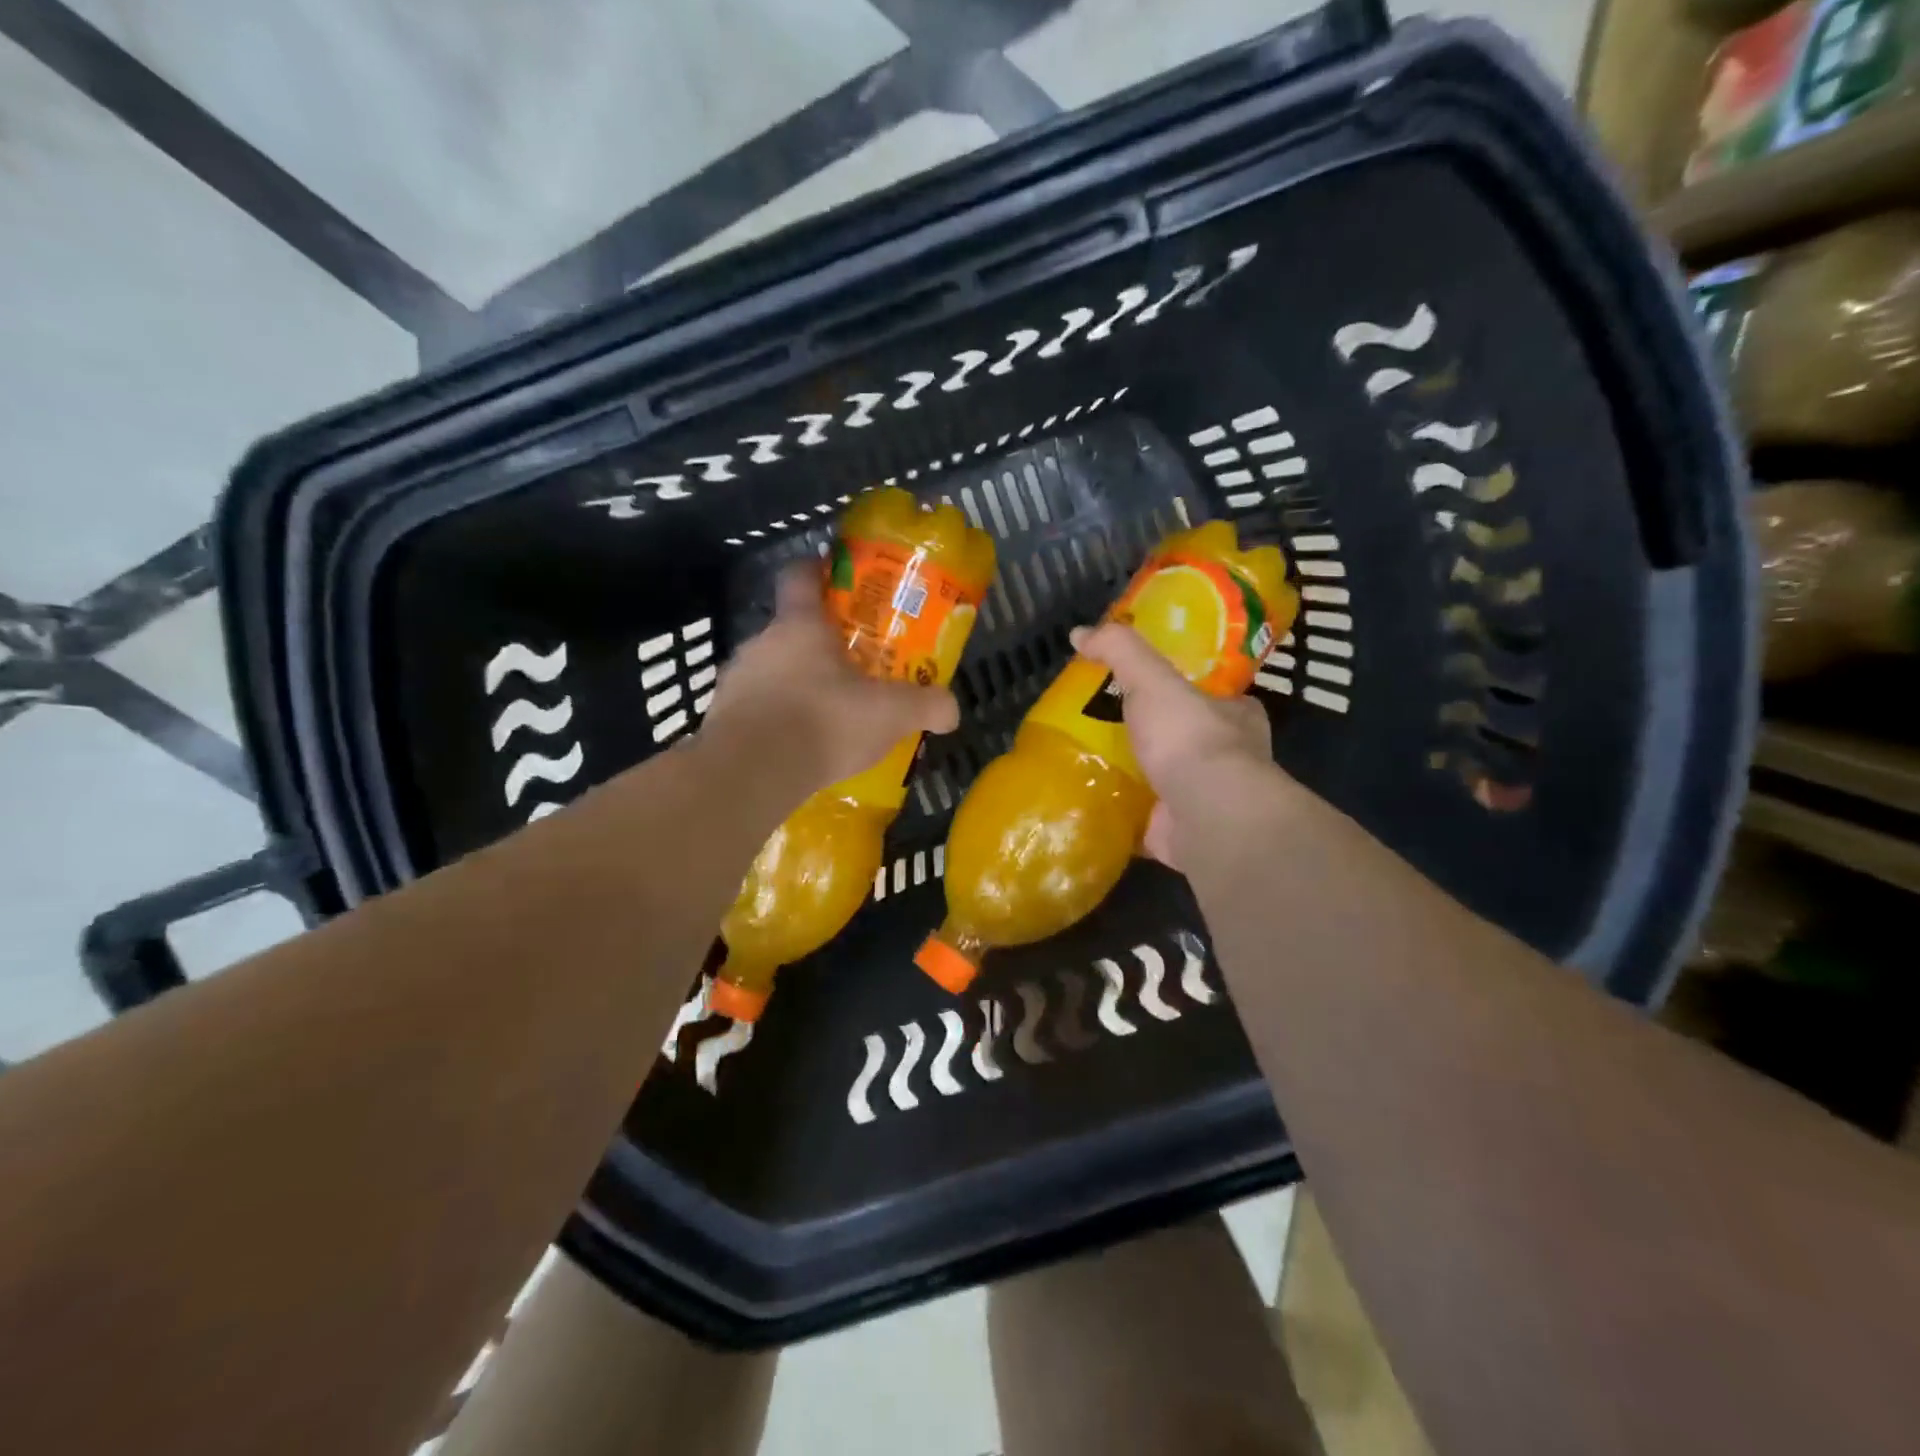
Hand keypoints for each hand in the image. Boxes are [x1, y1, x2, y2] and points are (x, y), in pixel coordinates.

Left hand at [701, 563, 961, 787]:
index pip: (799, 576)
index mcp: (800, 626)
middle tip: (851, 666)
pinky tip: (798, 744)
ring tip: (826, 713)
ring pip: (772, 670)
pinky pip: (756, 708)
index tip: (836, 578)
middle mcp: (761, 643)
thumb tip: (952, 710)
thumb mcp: (891, 714)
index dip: (817, 570)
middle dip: (819, 645)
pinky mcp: (721, 717)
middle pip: (790, 630)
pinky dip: (776, 718)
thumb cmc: (824, 722)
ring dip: (796, 684)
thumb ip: (926, 706)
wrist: (752, 773)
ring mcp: (736, 680)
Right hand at [1071, 623, 1277, 867]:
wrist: (1206, 815)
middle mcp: (1229, 759)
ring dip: (1138, 778)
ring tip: (1089, 766)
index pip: (1212, 696)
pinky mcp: (1182, 833)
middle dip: (1155, 737)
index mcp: (1236, 716)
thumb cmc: (1191, 738)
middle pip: (1187, 740)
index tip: (1147, 691)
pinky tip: (1094, 807)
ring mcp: (1206, 800)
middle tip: (1108, 729)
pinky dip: (1124, 816)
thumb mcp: (1153, 678)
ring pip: (1167, 782)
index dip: (1183, 691)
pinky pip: (1147, 821)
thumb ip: (1121, 651)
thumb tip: (1079, 633)